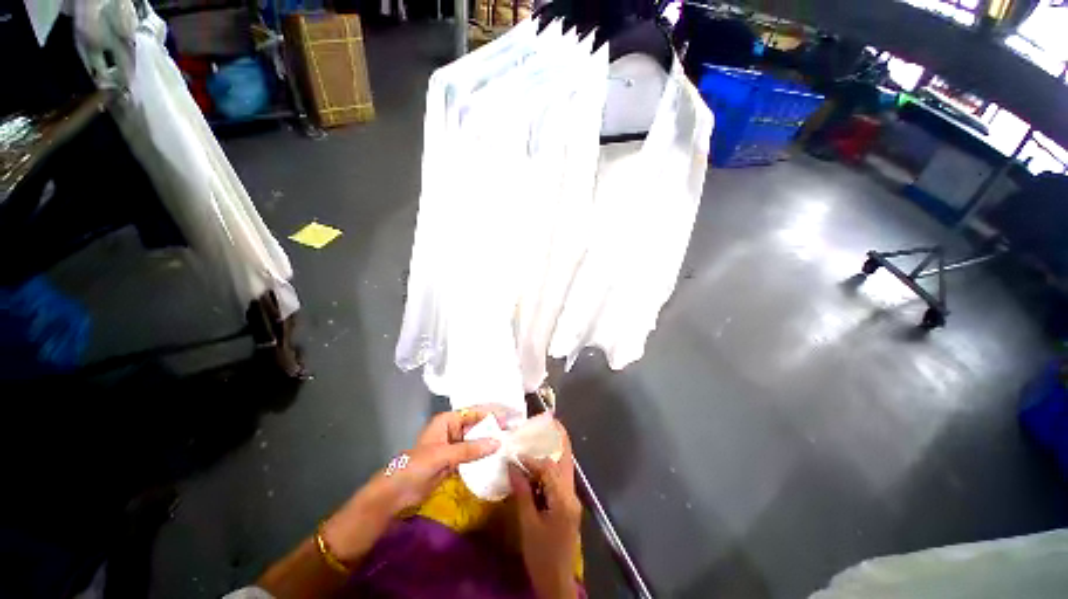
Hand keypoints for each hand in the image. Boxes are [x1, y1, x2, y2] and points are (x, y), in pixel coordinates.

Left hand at [322, 406, 505, 561]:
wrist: (395, 495)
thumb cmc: (416, 467)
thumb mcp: (444, 455)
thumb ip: (471, 449)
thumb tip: (498, 442)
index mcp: (447, 421)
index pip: (474, 412)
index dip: (492, 413)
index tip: (511, 417)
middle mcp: (451, 429)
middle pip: (477, 424)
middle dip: (494, 425)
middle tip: (514, 429)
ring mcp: (453, 445)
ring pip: (476, 438)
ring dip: (490, 439)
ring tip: (510, 440)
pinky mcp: (453, 460)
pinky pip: (472, 453)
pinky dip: (483, 453)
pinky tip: (496, 455)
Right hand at [508, 421, 581, 598]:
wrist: (557, 583)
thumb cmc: (541, 556)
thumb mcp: (528, 525)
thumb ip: (522, 493)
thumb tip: (513, 467)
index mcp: (563, 499)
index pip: (549, 468)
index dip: (532, 459)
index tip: (516, 455)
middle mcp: (572, 495)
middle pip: (566, 460)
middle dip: (559, 440)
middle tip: (550, 422)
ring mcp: (572, 500)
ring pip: (564, 469)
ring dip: (553, 454)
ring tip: (541, 440)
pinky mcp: (568, 506)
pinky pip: (560, 480)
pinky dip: (549, 470)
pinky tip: (537, 468)